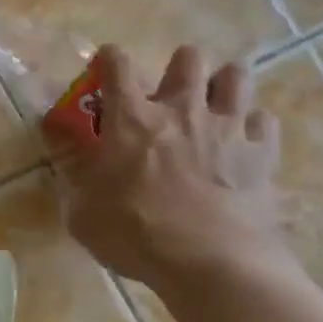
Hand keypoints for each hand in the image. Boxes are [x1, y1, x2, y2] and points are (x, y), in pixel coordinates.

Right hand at [50, 44, 292, 295]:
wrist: (211, 263)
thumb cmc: (135, 234)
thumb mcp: (81, 210)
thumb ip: (71, 172)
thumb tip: (57, 144)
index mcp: (131, 118)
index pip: (117, 64)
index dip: (109, 58)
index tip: (106, 64)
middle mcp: (181, 109)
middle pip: (188, 58)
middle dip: (178, 67)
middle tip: (170, 94)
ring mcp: (227, 127)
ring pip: (236, 76)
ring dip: (222, 85)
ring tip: (213, 106)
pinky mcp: (262, 153)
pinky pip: (264, 120)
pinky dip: (253, 126)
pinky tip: (243, 142)